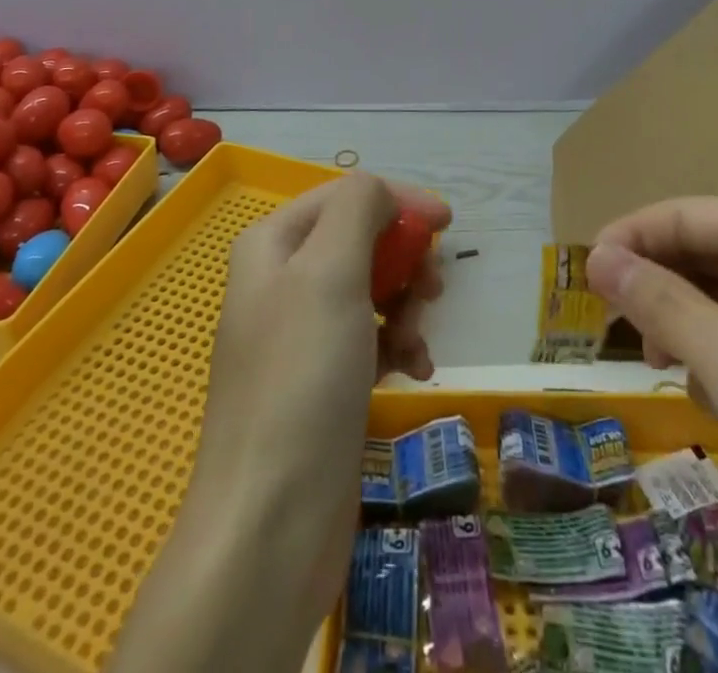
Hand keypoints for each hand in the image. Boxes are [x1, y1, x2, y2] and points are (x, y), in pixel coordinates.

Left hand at [109, 173, 448, 672]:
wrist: (270, 525)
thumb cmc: (302, 379)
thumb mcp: (329, 273)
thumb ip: (357, 209)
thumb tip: (384, 192)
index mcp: (272, 244)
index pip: (344, 196)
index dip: (397, 202)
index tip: (447, 223)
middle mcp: (281, 281)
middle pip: (359, 241)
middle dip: (402, 261)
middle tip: (432, 291)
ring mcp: (300, 335)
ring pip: (370, 290)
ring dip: (406, 307)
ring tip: (418, 343)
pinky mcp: (321, 383)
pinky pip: (369, 339)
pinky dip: (398, 346)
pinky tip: (416, 371)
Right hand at [588, 198, 717, 672]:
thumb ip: (659, 300)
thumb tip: (598, 256)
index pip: (687, 213)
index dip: (631, 237)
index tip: (583, 276)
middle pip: (712, 253)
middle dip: (660, 284)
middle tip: (614, 324)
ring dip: (691, 325)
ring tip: (657, 362)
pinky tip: (714, 399)